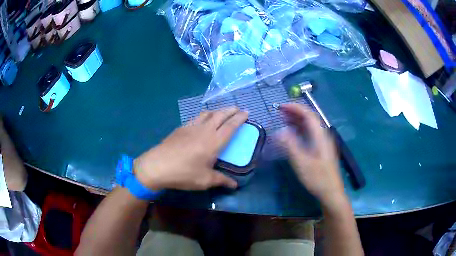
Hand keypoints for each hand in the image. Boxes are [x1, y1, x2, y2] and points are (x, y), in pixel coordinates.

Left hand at [134, 107, 247, 190]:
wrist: (158, 166)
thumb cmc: (184, 173)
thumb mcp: (205, 180)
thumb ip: (221, 180)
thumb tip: (235, 185)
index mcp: (214, 142)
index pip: (230, 126)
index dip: (240, 118)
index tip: (246, 112)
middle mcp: (204, 130)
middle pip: (220, 115)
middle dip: (231, 110)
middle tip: (237, 109)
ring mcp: (191, 127)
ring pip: (207, 113)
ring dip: (217, 111)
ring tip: (222, 112)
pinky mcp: (181, 128)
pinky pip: (196, 117)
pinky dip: (204, 115)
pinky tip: (202, 120)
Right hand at [277, 104, 345, 206]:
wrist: (331, 192)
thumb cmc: (317, 178)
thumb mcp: (302, 163)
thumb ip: (291, 146)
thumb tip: (280, 131)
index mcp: (320, 136)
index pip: (309, 115)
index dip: (295, 108)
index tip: (281, 106)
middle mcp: (323, 136)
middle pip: (310, 118)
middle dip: (295, 112)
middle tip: (280, 111)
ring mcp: (323, 143)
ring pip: (310, 126)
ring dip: (297, 120)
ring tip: (284, 119)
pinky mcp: (321, 150)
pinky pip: (310, 134)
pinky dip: (300, 130)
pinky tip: (293, 134)